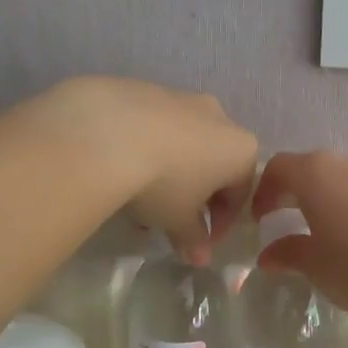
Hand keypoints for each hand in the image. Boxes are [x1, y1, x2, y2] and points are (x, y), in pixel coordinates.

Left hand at [39, 77, 257, 263]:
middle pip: (214, 163)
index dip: (222, 223)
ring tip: (142, 198)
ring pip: (184, 142)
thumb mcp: (179, 220)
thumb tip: (200, 259)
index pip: (240, 193)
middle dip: (196, 195)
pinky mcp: (146, 88)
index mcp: (240, 149)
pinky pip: (155, 125)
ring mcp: (182, 97)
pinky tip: (122, 167)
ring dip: (171, 171)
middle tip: (172, 220)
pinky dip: (147, 147)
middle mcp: (220, 117)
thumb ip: (194, 239)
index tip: (201, 242)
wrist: (107, 132)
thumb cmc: (163, 182)